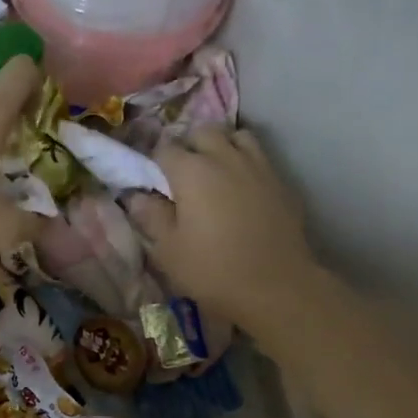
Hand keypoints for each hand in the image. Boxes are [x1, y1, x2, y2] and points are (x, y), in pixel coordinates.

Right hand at [127, 127, 320, 331]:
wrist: (276, 286)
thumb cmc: (212, 270)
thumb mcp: (168, 250)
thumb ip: (151, 216)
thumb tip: (137, 196)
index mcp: (191, 171)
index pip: (164, 148)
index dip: (154, 162)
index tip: (152, 180)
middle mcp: (225, 158)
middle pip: (203, 131)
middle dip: (189, 145)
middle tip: (182, 174)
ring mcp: (258, 166)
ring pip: (236, 136)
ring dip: (221, 146)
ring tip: (215, 172)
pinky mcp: (281, 182)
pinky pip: (259, 157)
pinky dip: (245, 163)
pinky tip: (241, 189)